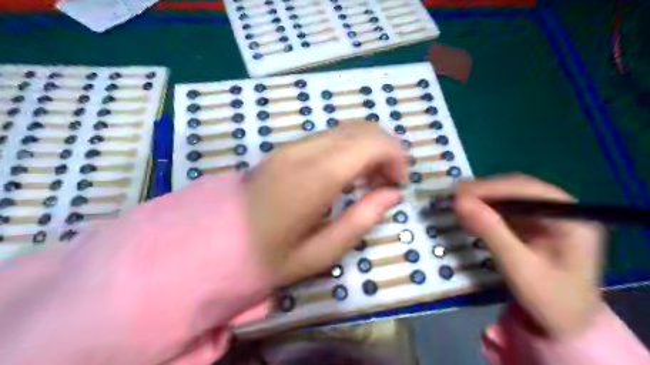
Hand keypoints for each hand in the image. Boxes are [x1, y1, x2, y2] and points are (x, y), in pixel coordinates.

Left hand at [243, 123, 403, 287]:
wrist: (213, 243)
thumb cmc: (267, 256)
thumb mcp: (321, 252)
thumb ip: (362, 219)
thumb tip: (391, 194)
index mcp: (315, 177)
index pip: (370, 143)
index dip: (395, 156)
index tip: (399, 183)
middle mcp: (304, 151)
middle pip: (361, 128)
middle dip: (386, 149)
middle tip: (388, 182)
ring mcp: (291, 146)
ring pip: (345, 129)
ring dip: (368, 147)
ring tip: (370, 181)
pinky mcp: (284, 149)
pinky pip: (328, 137)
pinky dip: (349, 148)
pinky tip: (347, 175)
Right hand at [453, 174, 603, 338]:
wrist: (565, 325)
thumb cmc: (551, 301)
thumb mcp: (520, 268)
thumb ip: (491, 232)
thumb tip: (459, 202)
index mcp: (572, 218)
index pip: (528, 190)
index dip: (491, 188)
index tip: (459, 194)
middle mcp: (560, 209)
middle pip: (516, 189)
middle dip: (483, 193)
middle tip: (452, 199)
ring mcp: (545, 216)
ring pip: (507, 196)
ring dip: (481, 200)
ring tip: (457, 209)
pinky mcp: (531, 224)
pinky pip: (504, 209)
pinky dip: (483, 212)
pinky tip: (470, 219)